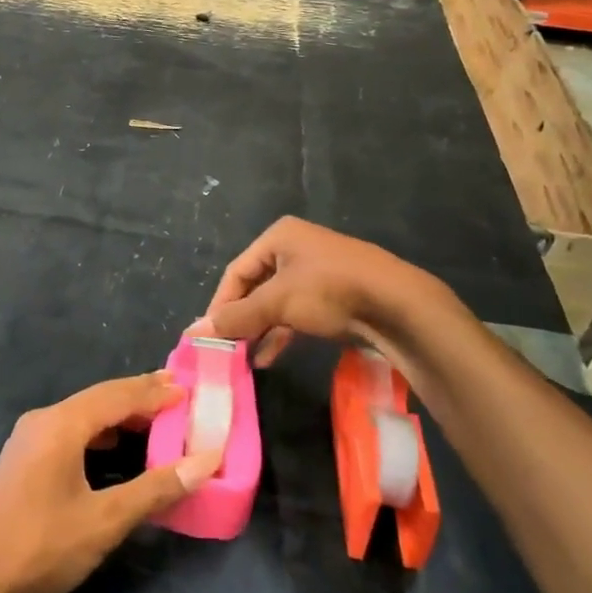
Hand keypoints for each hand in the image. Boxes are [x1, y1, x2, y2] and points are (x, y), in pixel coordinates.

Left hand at [0, 373, 222, 592]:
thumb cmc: (38, 547)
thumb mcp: (104, 521)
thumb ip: (155, 489)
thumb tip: (204, 461)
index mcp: (61, 424)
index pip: (118, 395)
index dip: (155, 392)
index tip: (190, 390)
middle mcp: (43, 421)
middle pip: (99, 399)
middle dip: (139, 398)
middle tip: (179, 398)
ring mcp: (28, 441)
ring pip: (83, 416)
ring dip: (119, 417)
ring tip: (155, 421)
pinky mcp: (22, 462)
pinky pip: (70, 433)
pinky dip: (99, 435)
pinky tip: (114, 451)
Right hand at [197, 216, 415, 366]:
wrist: (398, 305)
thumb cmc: (329, 291)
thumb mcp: (277, 302)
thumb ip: (236, 317)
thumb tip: (193, 331)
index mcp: (279, 236)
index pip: (236, 272)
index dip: (220, 304)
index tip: (209, 335)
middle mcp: (296, 248)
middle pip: (256, 286)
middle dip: (241, 318)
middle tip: (227, 347)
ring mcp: (318, 271)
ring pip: (277, 302)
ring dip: (260, 329)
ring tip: (245, 356)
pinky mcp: (336, 295)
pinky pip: (298, 312)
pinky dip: (282, 332)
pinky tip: (269, 356)